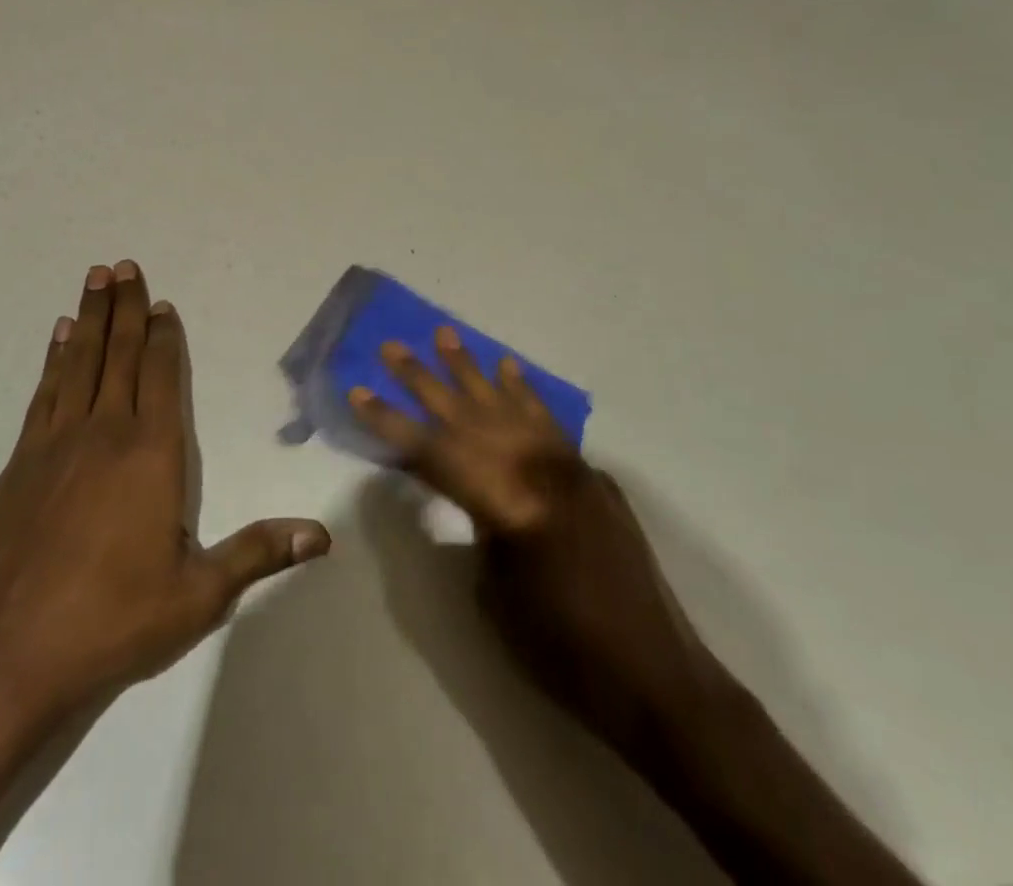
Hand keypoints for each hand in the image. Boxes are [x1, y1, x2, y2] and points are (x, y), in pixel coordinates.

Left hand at [0, 260, 330, 731]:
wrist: (7, 656)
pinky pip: (44, 394)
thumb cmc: (113, 621)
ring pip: (79, 363)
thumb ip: (258, 553)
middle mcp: (105, 434)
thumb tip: (323, 536)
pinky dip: (54, 359)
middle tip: (123, 265)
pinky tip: (58, 338)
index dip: (164, 337)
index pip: (161, 378)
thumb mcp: (199, 594)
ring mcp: (56, 444)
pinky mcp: (20, 464)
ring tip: (94, 279)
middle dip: (125, 308)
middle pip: (119, 355)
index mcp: (152, 454)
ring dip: (89, 318)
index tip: (163, 303)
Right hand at [349, 327, 722, 746]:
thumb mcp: (497, 591)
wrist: (653, 676)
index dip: (391, 423)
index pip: (433, 451)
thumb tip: (465, 489)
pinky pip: (549, 420)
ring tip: (444, 335)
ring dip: (472, 370)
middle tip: (392, 347)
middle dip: (423, 381)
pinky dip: (525, 391)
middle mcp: (537, 470)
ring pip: (508, 404)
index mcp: (507, 503)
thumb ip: (477, 523)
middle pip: (467, 415)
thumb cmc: (562, 649)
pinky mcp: (589, 474)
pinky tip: (508, 368)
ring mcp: (568, 466)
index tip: (359, 392)